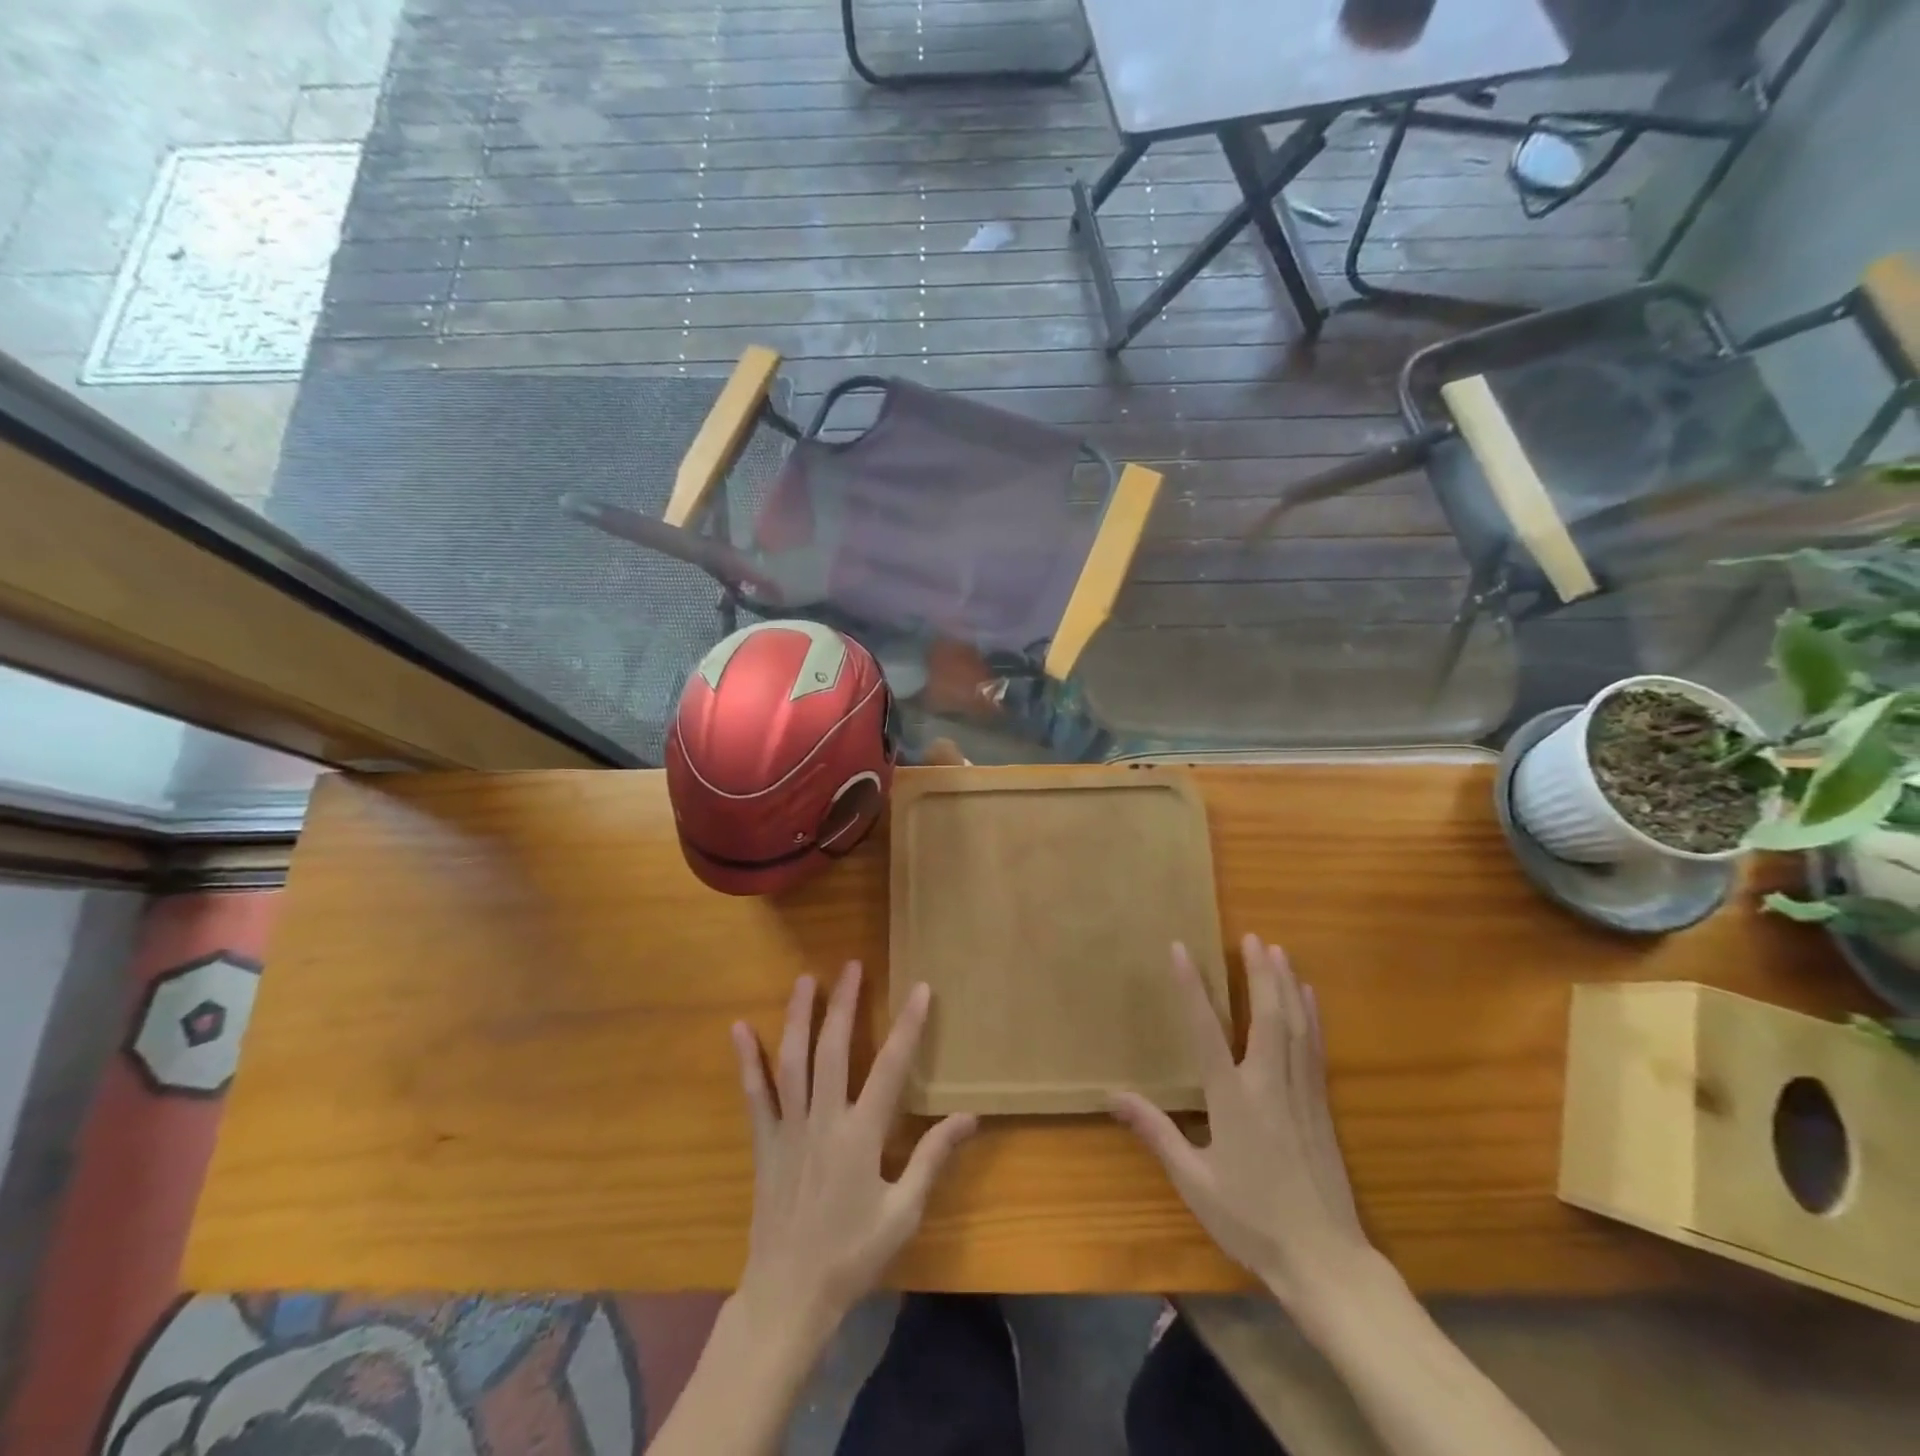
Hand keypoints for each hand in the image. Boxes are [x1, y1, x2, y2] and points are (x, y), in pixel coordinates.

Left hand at [731, 964, 976, 1335]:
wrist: (789, 1296)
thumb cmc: (852, 1255)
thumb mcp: (903, 1213)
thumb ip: (932, 1159)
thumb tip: (969, 1117)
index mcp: (862, 1136)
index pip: (891, 1068)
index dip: (908, 1026)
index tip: (920, 989)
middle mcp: (824, 1120)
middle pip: (834, 1050)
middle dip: (844, 1004)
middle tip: (852, 965)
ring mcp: (789, 1128)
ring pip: (793, 1061)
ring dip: (799, 1017)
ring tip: (806, 980)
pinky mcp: (764, 1142)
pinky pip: (755, 1094)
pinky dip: (747, 1060)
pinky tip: (739, 1028)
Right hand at [1110, 935, 1370, 1312]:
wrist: (1325, 1261)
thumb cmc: (1251, 1221)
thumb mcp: (1194, 1181)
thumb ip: (1157, 1133)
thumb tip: (1113, 1096)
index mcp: (1233, 1099)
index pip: (1206, 1030)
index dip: (1191, 987)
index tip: (1181, 949)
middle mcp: (1268, 1085)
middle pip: (1265, 1016)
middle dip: (1258, 973)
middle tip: (1252, 936)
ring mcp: (1300, 1093)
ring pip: (1294, 1026)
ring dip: (1285, 984)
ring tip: (1278, 951)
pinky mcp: (1322, 1106)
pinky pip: (1314, 1048)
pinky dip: (1311, 1016)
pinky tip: (1309, 996)